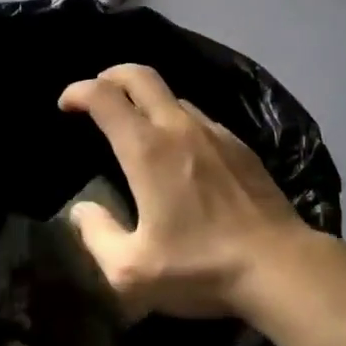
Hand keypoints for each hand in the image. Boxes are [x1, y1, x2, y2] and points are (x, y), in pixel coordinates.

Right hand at [58, 64, 308, 320]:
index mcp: (146, 149)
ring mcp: (214, 132)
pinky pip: (199, 117)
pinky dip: (176, 119)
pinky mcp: (240, 145)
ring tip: (136, 125)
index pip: (104, 97)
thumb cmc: (200, 267)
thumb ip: (97, 236)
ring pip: (172, 95)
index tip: (66, 104)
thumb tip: (82, 211)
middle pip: (140, 75)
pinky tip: (180, 151)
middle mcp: (178, 127)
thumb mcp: (132, 271)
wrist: (280, 266)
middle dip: (111, 74)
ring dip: (146, 99)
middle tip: (96, 91)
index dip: (78, 91)